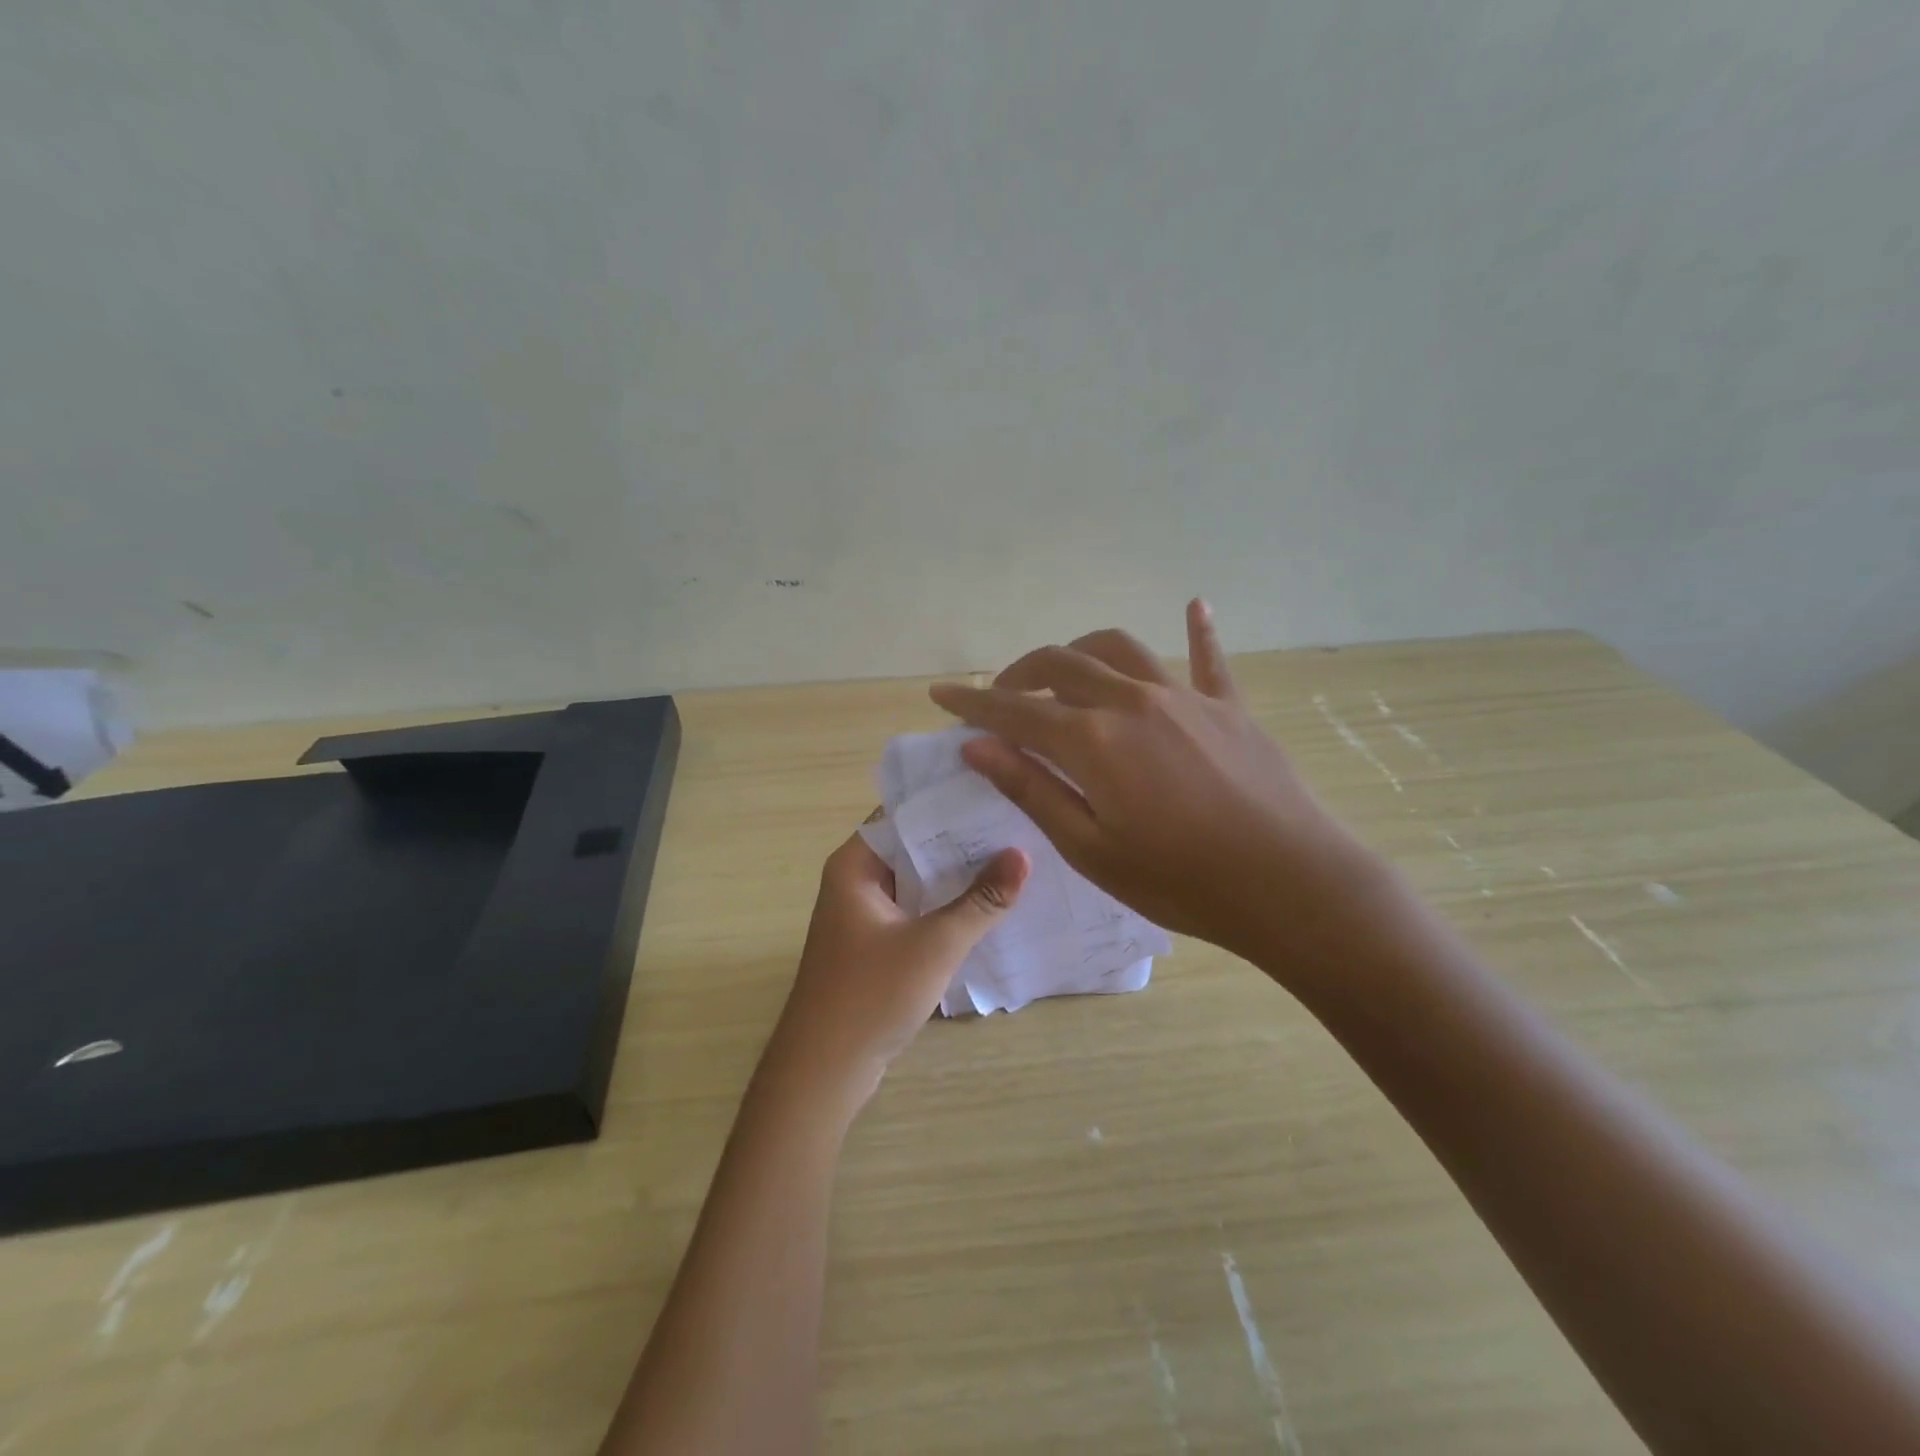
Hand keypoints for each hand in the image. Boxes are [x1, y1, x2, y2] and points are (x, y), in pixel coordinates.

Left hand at [764, 831, 1028, 1111]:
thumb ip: (981, 900)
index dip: (949, 803)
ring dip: (956, 876)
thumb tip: (1023, 855)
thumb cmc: (870, 996)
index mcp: (854, 865)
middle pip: (913, 847)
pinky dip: (946, 906)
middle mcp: (855, 880)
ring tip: (1013, 858)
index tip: (997, 793)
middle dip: (961, 840)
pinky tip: (989, 905)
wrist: (823, 1072)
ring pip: (917, 881)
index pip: (905, 814)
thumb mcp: (934, 944)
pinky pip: (915, 910)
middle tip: (1017, 824)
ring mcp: (864, 914)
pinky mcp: (875, 944)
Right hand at [927, 599, 1391, 969]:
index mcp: (1092, 740)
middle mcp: (1131, 701)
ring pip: (1119, 649)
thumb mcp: (1090, 848)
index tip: (940, 695)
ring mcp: (1184, 697)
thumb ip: (1032, 788)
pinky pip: (1208, 658)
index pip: (1014, 712)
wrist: (1289, 885)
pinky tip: (1195, 604)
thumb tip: (977, 745)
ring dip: (1081, 651)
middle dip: (1020, 675)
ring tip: (1065, 672)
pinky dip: (1198, 631)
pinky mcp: (1228, 707)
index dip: (972, 703)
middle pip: (1061, 665)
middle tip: (1001, 698)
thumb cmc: (1179, 880)